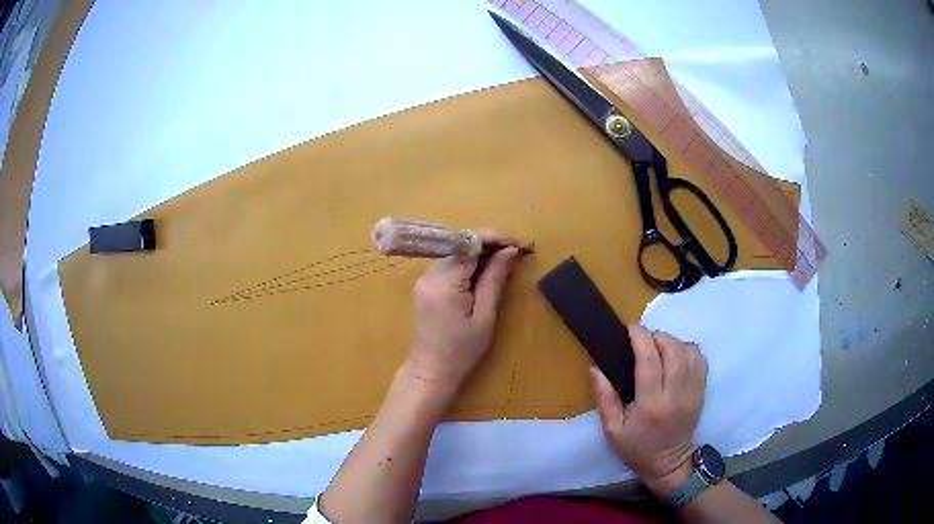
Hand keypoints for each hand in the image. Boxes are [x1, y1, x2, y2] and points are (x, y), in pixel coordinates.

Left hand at [405, 230, 527, 394]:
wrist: (432, 370)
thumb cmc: (462, 350)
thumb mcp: (485, 315)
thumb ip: (495, 279)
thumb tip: (510, 251)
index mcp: (444, 282)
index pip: (471, 244)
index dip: (498, 239)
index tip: (522, 244)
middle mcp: (430, 274)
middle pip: (463, 245)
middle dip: (492, 244)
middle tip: (520, 251)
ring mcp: (425, 278)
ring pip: (457, 253)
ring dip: (482, 253)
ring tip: (508, 260)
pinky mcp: (426, 285)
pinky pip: (451, 265)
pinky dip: (470, 264)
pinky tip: (488, 271)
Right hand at [590, 325, 707, 497]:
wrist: (669, 463)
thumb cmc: (637, 448)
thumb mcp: (612, 429)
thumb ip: (605, 398)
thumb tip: (595, 368)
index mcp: (651, 404)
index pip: (650, 360)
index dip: (640, 338)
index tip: (630, 329)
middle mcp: (676, 394)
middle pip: (673, 349)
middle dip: (657, 336)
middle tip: (643, 340)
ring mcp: (693, 392)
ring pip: (690, 351)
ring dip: (673, 342)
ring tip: (659, 348)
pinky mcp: (702, 391)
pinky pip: (701, 359)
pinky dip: (688, 350)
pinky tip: (676, 357)